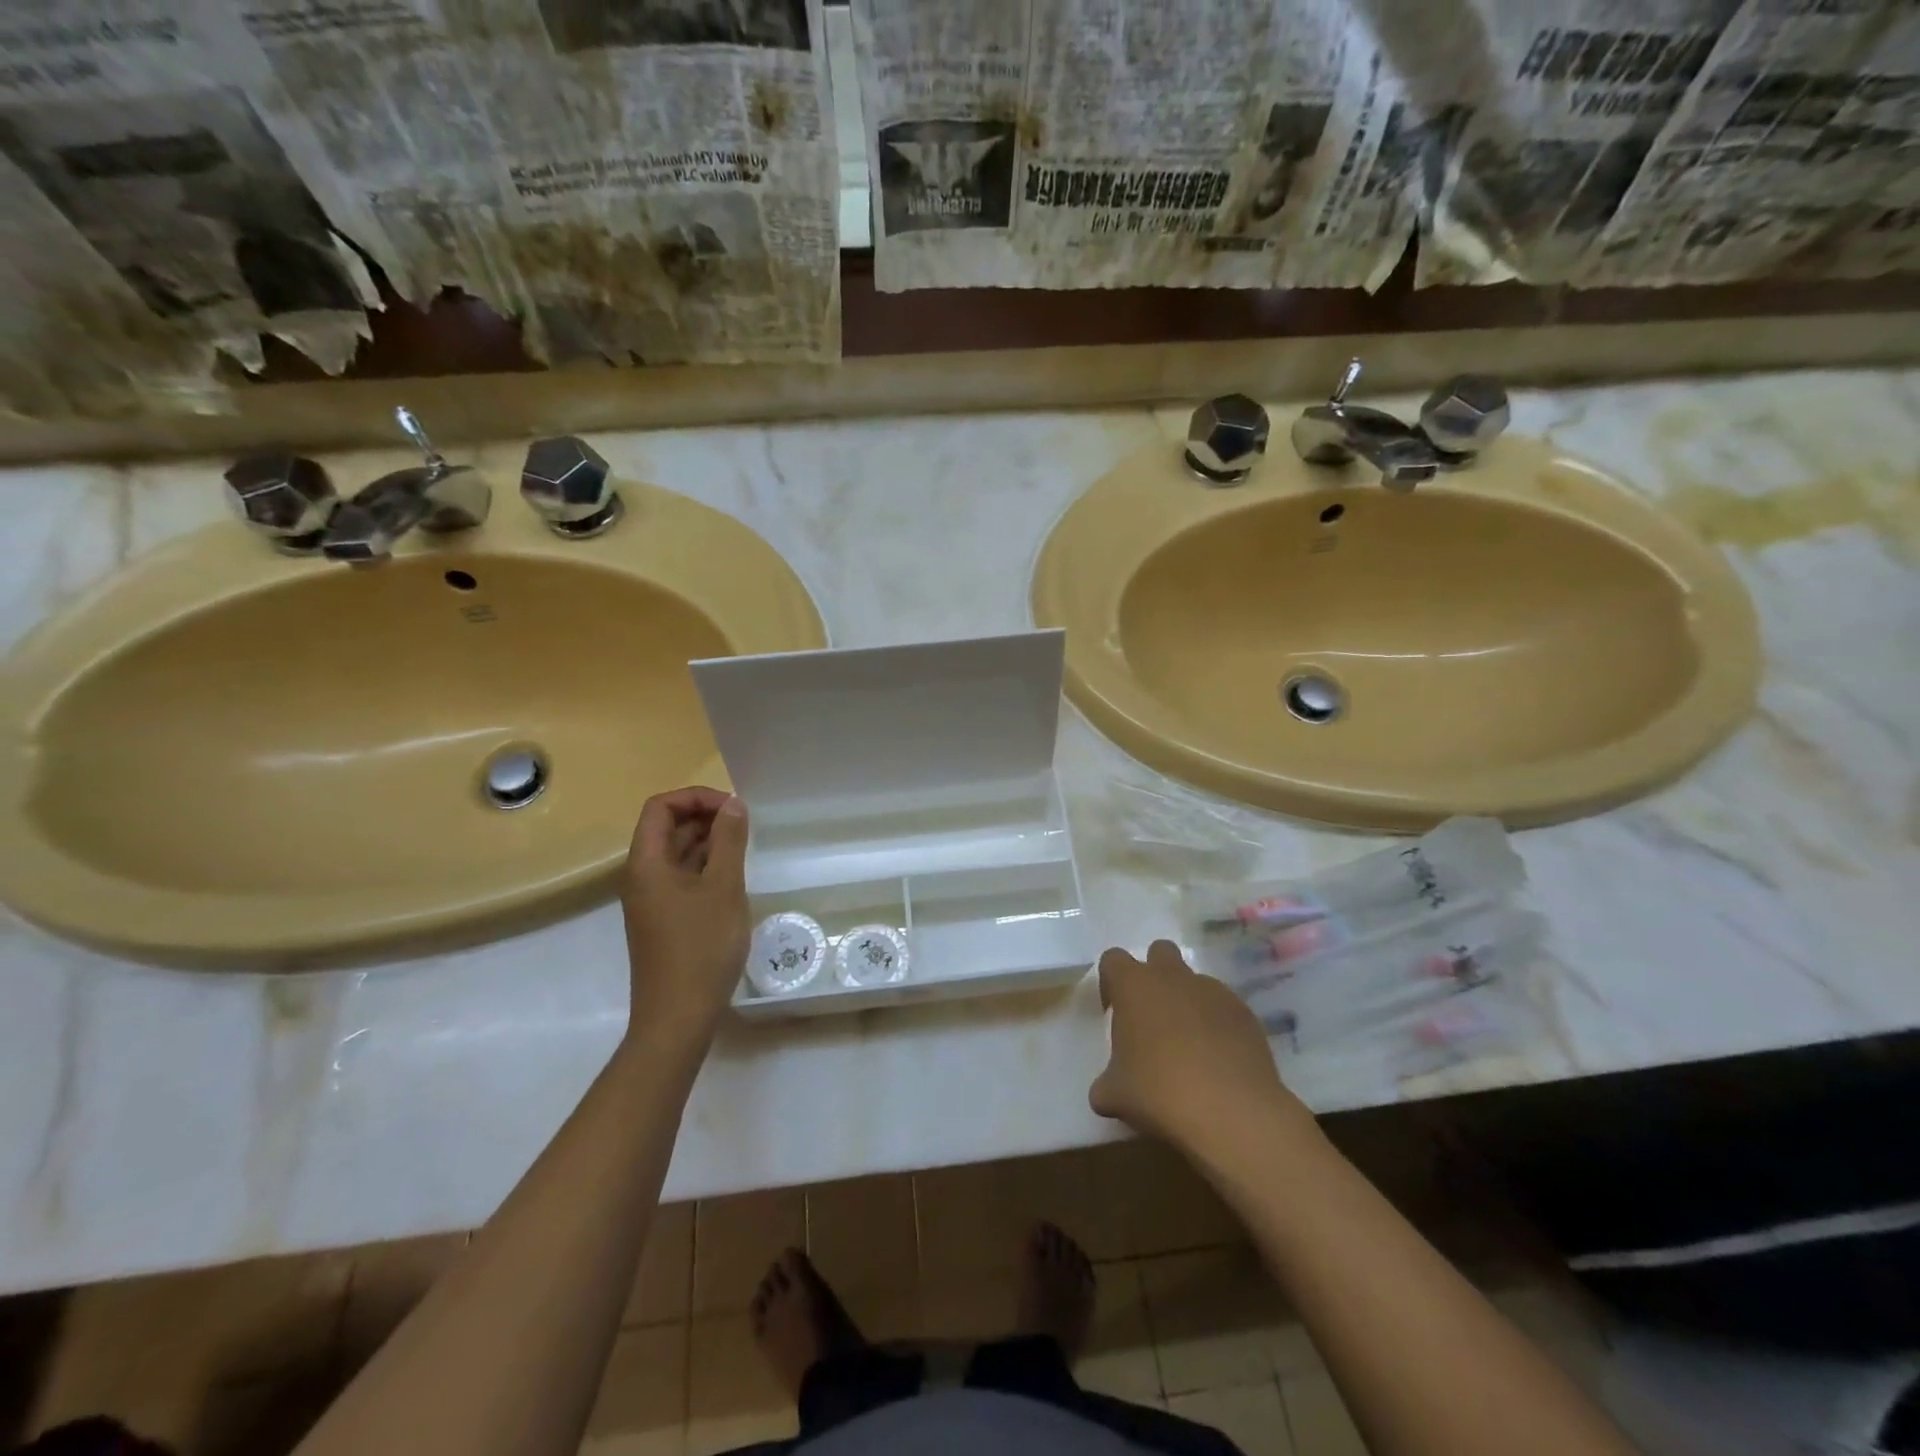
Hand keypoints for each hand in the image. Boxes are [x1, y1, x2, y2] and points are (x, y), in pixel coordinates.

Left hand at [621, 787, 749, 1043]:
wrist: (678, 1017)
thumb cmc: (701, 947)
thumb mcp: (723, 887)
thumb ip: (729, 841)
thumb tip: (733, 804)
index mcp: (646, 862)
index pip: (661, 807)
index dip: (696, 798)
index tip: (733, 808)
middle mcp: (642, 876)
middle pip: (667, 828)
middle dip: (705, 817)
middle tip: (746, 826)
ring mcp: (652, 900)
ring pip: (677, 854)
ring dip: (709, 842)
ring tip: (745, 848)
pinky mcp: (664, 920)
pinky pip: (683, 878)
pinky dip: (706, 867)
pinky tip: (734, 877)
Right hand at [1090, 940, 1312, 1155]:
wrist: (1232, 1113)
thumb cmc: (1159, 1092)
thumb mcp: (1114, 1095)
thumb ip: (1105, 1084)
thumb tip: (1105, 1091)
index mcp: (1135, 986)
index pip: (1113, 960)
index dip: (1111, 983)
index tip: (1113, 1014)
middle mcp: (1173, 977)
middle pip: (1159, 952)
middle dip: (1154, 976)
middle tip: (1151, 1019)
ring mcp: (1214, 992)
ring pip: (1195, 982)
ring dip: (1187, 1003)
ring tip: (1189, 1048)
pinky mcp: (1246, 1014)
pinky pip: (1224, 1009)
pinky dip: (1217, 1026)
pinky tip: (1217, 1062)